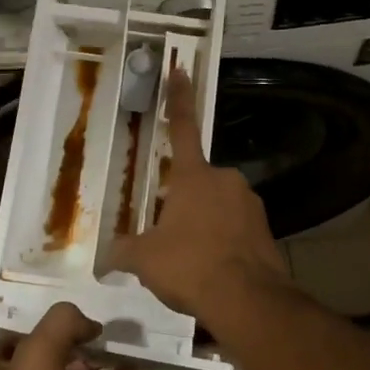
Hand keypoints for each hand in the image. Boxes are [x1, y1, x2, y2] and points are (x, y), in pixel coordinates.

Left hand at [0, 303, 134, 369]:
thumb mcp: (38, 356)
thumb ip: (62, 324)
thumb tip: (89, 324)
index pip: (21, 335)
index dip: (48, 322)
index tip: (79, 309)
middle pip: (53, 355)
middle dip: (79, 339)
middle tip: (110, 323)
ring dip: (100, 360)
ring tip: (127, 339)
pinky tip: (134, 369)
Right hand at [109, 67, 287, 318]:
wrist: (248, 300)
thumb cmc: (190, 265)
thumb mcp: (145, 260)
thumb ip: (122, 251)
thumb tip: (102, 257)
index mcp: (194, 176)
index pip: (181, 127)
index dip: (178, 97)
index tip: (180, 69)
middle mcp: (225, 180)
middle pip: (197, 182)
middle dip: (183, 203)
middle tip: (170, 237)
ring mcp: (250, 204)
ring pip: (218, 207)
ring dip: (205, 225)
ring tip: (193, 261)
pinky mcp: (267, 230)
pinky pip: (236, 229)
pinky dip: (224, 243)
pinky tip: (214, 270)